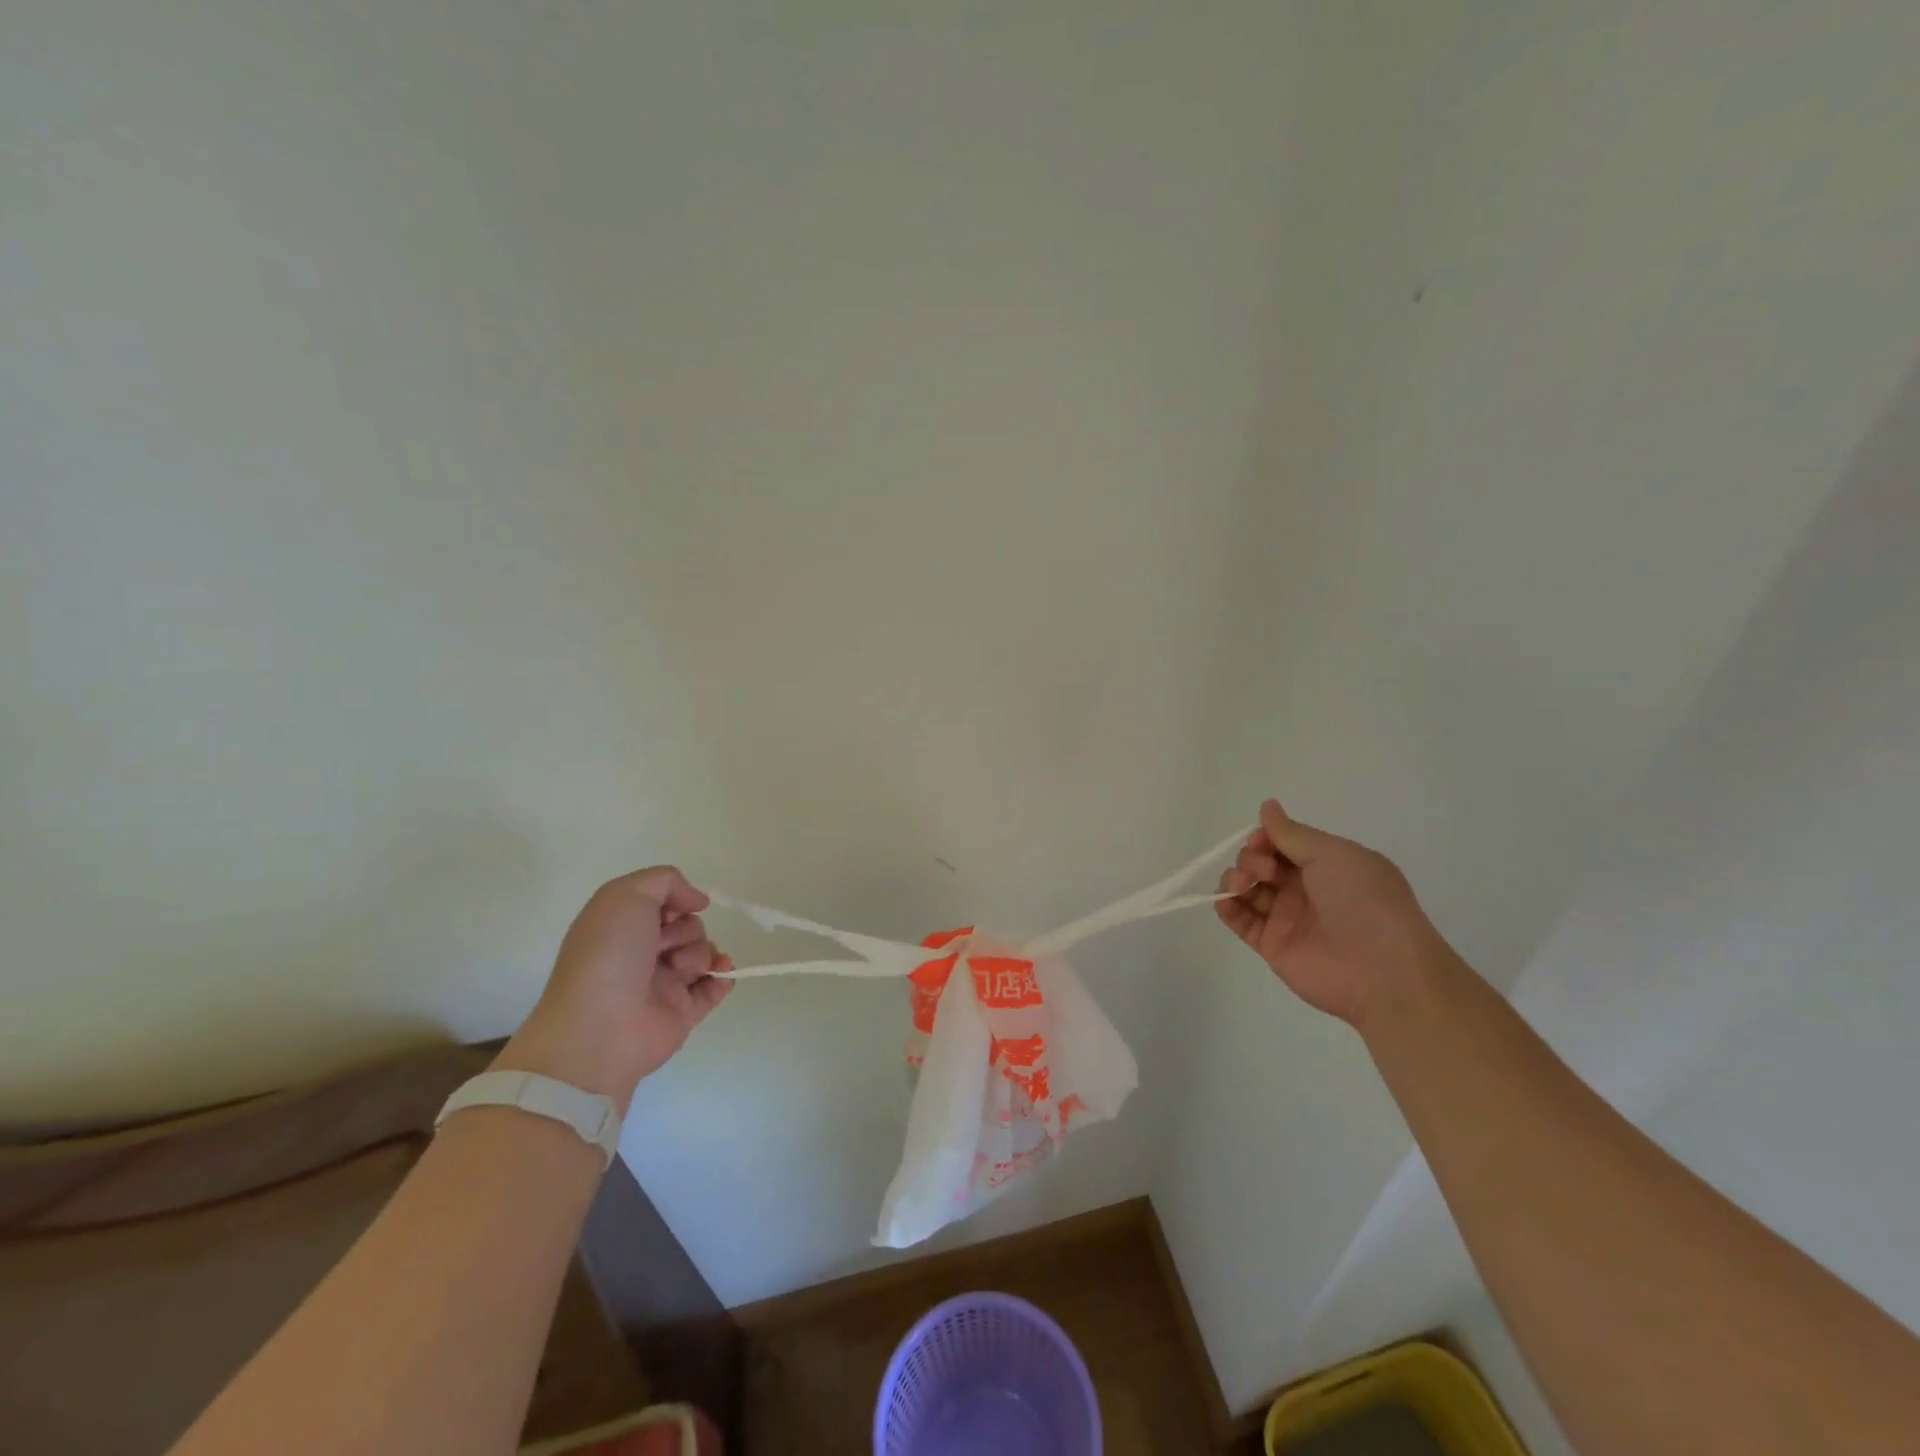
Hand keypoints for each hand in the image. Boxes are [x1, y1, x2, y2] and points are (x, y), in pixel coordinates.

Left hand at [495, 867, 733, 1112]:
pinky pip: (717, 985)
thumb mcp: (625, 895)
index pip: (664, 904)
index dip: (673, 902)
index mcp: (623, 928)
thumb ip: (666, 880)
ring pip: (704, 952)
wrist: (599, 1028)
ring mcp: (665, 984)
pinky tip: (720, 973)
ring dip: (700, 952)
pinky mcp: (684, 1012)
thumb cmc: (607, 955)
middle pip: (689, 926)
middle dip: (685, 930)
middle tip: (662, 947)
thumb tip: (698, 901)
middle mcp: (643, 954)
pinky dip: (724, 975)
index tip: (670, 911)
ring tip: (680, 969)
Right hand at [1217, 799, 1454, 1029]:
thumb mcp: (1333, 855)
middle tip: (1265, 870)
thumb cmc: (1364, 901)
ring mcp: (1287, 918)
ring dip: (1234, 878)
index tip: (1262, 842)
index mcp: (1326, 865)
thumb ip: (1292, 834)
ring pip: (1247, 889)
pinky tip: (1225, 900)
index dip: (1265, 838)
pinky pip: (1241, 921)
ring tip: (1240, 884)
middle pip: (1260, 863)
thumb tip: (1267, 805)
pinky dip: (1226, 907)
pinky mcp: (1272, 946)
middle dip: (1251, 858)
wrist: (1382, 970)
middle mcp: (1305, 889)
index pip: (1282, 843)